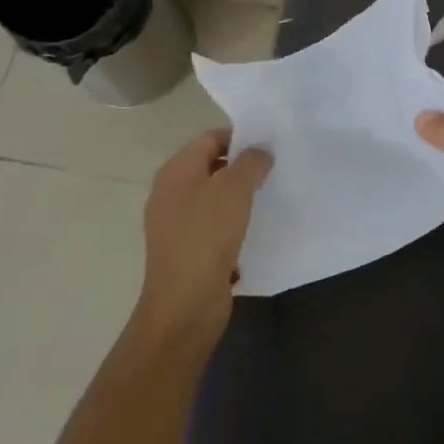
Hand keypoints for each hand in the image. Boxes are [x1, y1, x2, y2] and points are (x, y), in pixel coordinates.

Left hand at [136, 129, 270, 344]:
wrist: (185, 305)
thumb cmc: (207, 236)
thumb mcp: (235, 188)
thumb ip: (251, 162)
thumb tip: (260, 152)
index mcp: (176, 171)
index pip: (209, 138)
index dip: (239, 138)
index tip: (268, 147)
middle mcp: (170, 193)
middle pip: (210, 167)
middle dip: (241, 167)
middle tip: (272, 171)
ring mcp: (175, 224)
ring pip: (213, 198)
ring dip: (238, 197)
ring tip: (268, 198)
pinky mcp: (186, 251)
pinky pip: (213, 226)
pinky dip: (232, 224)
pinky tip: (254, 230)